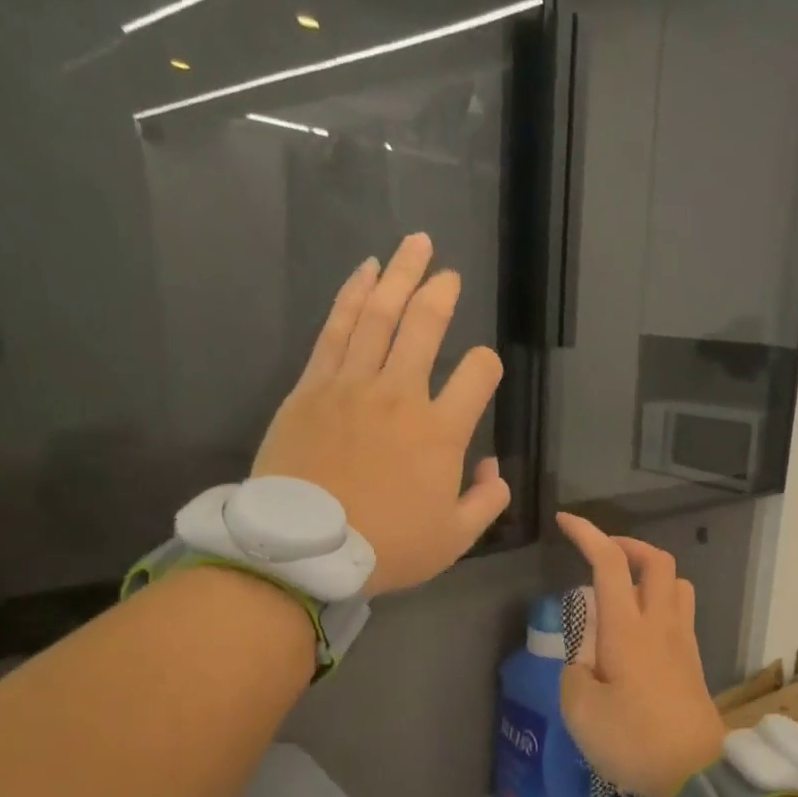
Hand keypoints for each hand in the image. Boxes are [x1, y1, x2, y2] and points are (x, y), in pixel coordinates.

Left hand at [254, 234, 510, 596]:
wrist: (304, 551)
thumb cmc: (388, 546)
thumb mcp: (455, 537)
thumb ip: (486, 500)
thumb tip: (493, 468)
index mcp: (441, 431)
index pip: (478, 374)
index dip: (487, 365)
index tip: (483, 371)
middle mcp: (400, 395)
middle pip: (425, 326)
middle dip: (441, 293)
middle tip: (448, 271)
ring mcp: (351, 385)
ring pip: (379, 316)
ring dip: (399, 276)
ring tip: (413, 246)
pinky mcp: (311, 388)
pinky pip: (336, 330)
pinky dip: (352, 297)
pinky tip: (364, 274)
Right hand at [556, 513, 726, 796]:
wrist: (695, 771)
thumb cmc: (632, 739)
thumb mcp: (580, 709)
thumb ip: (574, 670)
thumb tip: (585, 657)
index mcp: (627, 628)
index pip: (609, 562)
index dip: (587, 534)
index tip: (566, 522)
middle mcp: (660, 623)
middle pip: (656, 560)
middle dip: (628, 545)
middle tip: (602, 555)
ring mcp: (683, 640)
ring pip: (677, 582)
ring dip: (651, 572)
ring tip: (624, 590)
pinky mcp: (693, 660)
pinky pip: (682, 611)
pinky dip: (660, 601)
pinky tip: (640, 630)